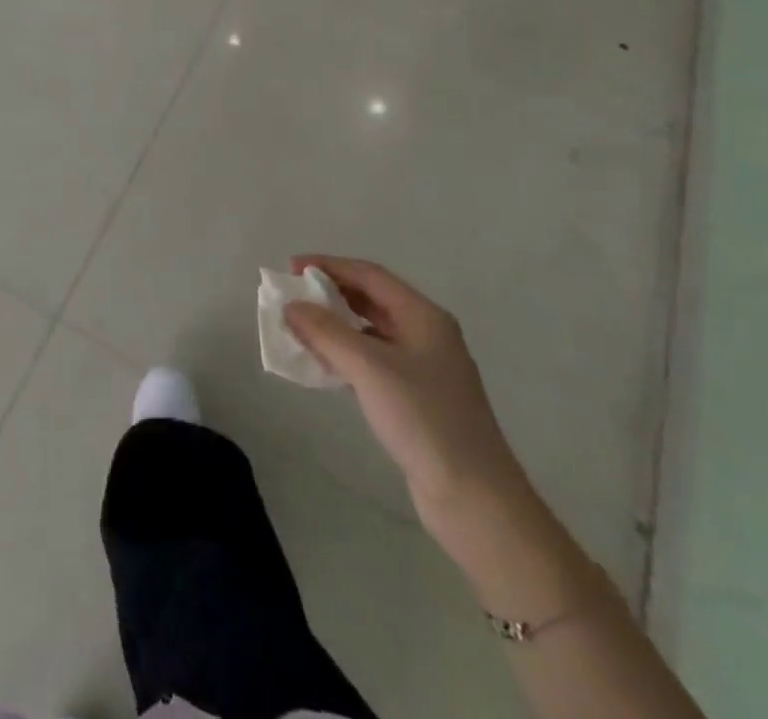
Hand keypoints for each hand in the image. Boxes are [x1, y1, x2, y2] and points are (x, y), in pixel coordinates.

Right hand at [283, 256, 523, 526]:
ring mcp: (423, 368)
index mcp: (424, 317)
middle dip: (330, 294)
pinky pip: (372, 361)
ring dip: (334, 325)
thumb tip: (291, 306)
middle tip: (291, 296)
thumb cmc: (424, 421)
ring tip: (299, 328)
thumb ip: (326, 332)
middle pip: (371, 299)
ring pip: (370, 331)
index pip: (369, 275)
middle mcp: (426, 335)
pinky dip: (344, 355)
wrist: (476, 501)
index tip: (290, 269)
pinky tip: (323, 365)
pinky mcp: (416, 399)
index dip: (328, 266)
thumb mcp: (370, 369)